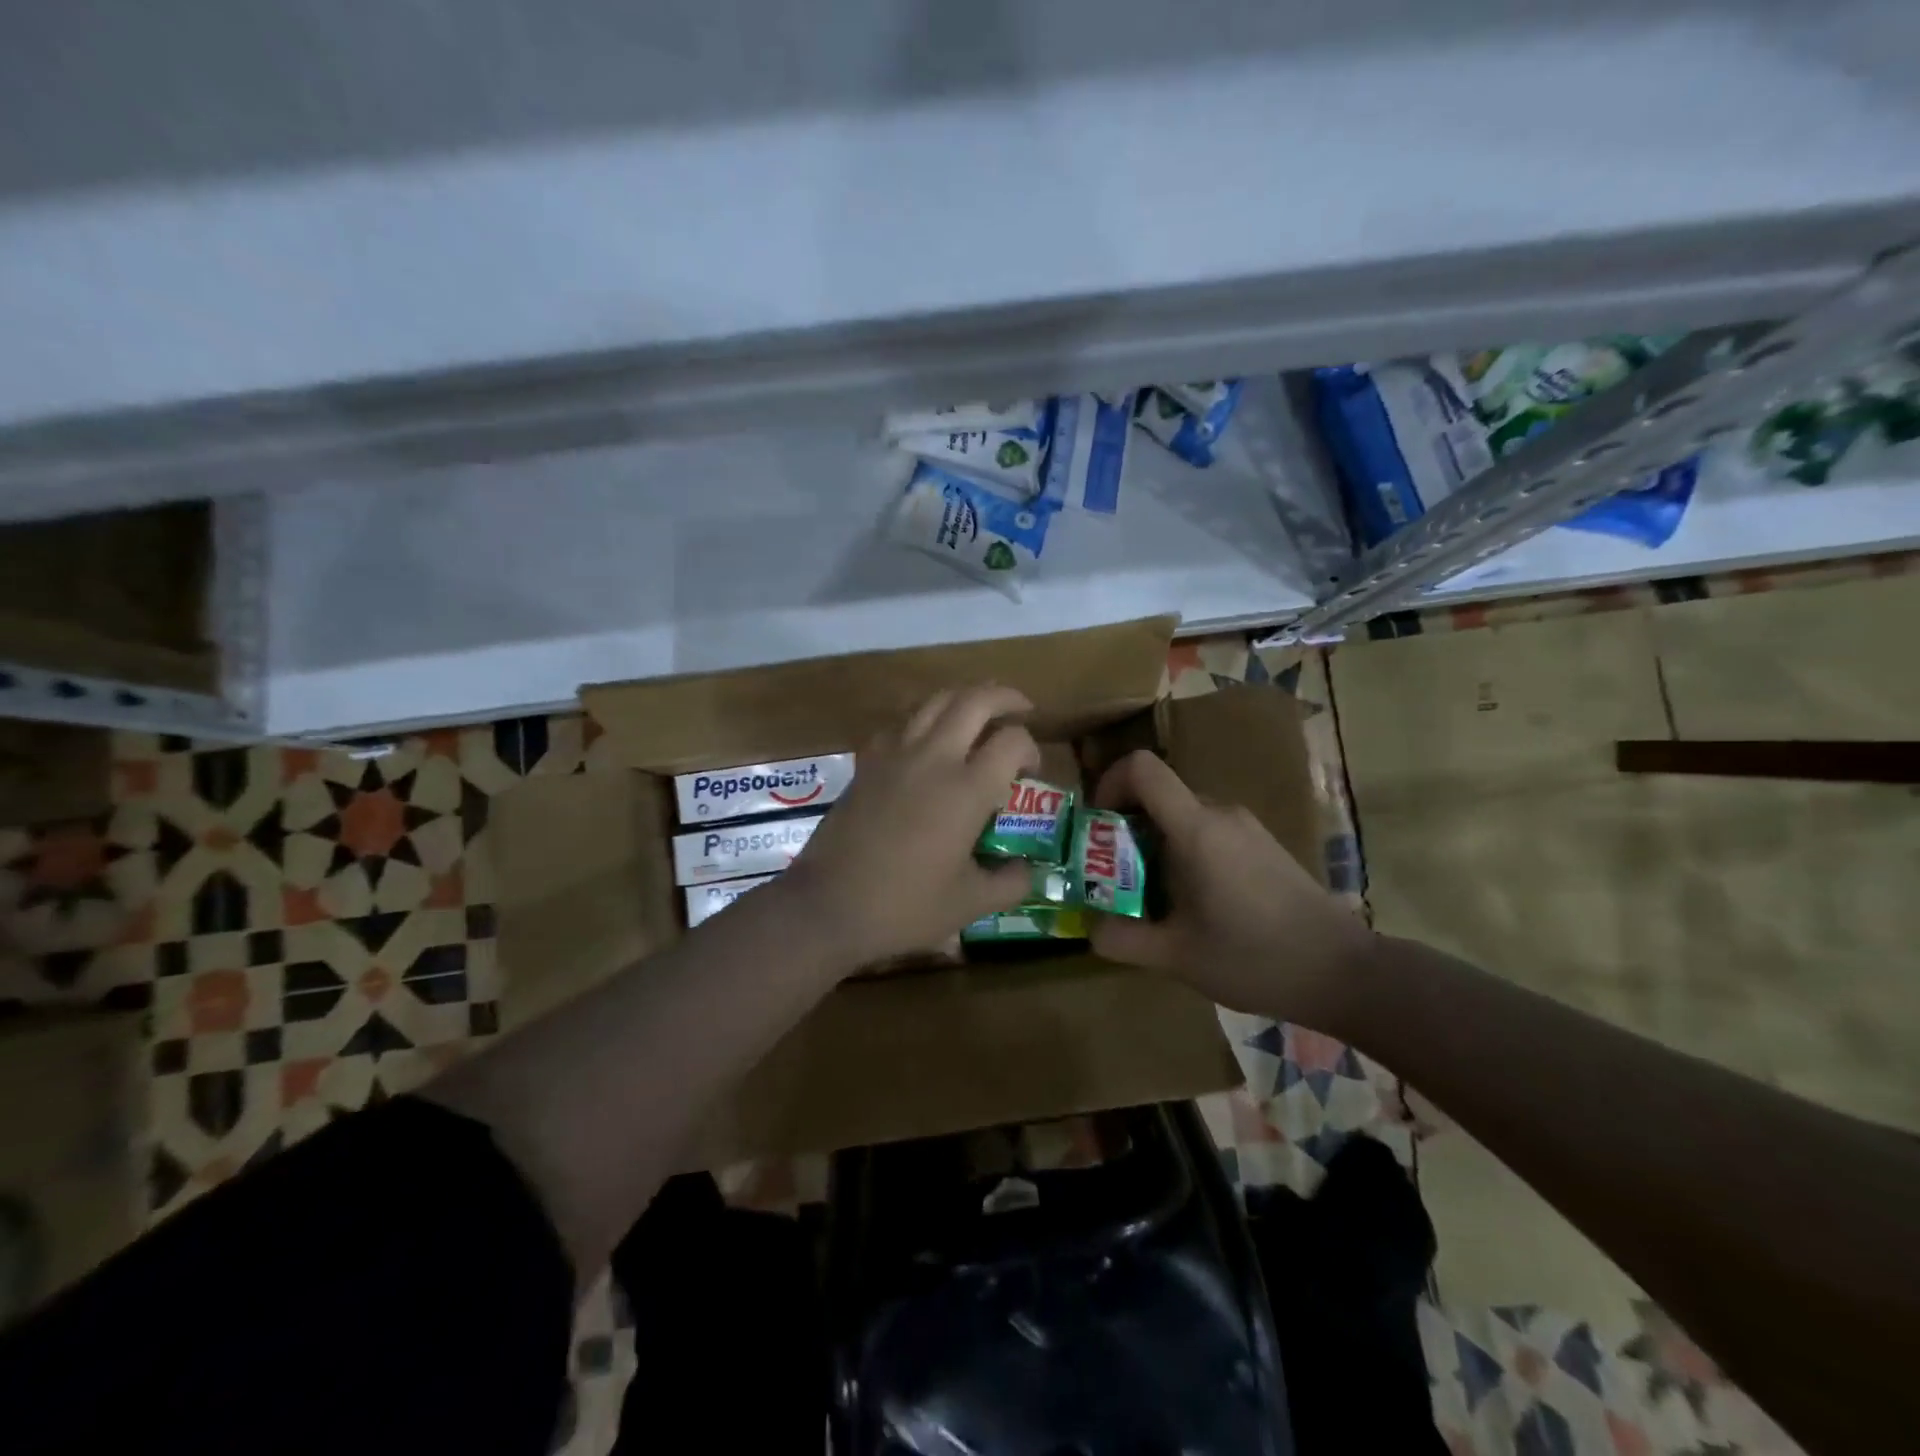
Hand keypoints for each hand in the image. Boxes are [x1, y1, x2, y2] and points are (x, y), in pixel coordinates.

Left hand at [777, 685, 1039, 969]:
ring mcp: (895, 755)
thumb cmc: (904, 907)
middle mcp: (933, 759)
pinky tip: (926, 742)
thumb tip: (1028, 871)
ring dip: (964, 698)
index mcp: (966, 790)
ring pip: (934, 701)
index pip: (1012, 741)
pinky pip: (900, 723)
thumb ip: (1010, 883)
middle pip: (974, 700)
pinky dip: (923, 719)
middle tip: (1021, 708)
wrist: (828, 906)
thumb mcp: (969, 904)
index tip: (1031, 770)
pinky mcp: (867, 763)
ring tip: (978, 714)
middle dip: (1005, 697)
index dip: (1031, 748)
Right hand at [1087, 750, 1374, 1026]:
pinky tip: (1193, 902)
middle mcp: (1220, 813)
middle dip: (1125, 828)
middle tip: (1114, 876)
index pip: (1142, 768)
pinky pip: (1207, 831)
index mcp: (1196, 829)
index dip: (1109, 782)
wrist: (1345, 973)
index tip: (1097, 824)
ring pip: (1182, 815)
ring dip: (1154, 844)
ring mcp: (1246, 827)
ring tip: (1151, 897)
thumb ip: (1122, 939)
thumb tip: (1090, 927)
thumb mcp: (1177, 957)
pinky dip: (1184, 852)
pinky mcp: (1262, 844)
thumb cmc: (1255, 958)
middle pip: (1158, 795)